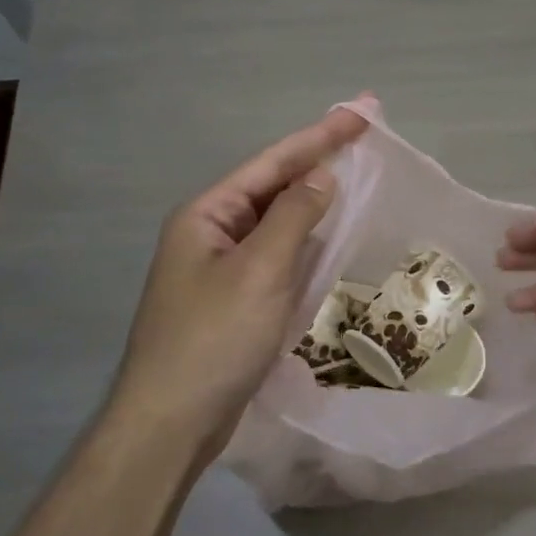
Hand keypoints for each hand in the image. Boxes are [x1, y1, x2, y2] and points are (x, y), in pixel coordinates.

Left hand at [109, 100, 373, 455]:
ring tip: (354, 175)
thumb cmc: (214, 339)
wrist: (172, 423)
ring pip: (276, 223)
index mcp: (207, 215)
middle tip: (364, 137)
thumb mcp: (259, 271)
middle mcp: (211, 233)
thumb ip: (293, 216)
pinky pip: (277, 257)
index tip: (361, 112)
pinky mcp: (235, 300)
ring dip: (313, 200)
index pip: (272, 163)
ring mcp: (222, 269)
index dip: (319, 135)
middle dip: (318, 161)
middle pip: (272, 187)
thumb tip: (322, 176)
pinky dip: (305, 242)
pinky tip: (329, 236)